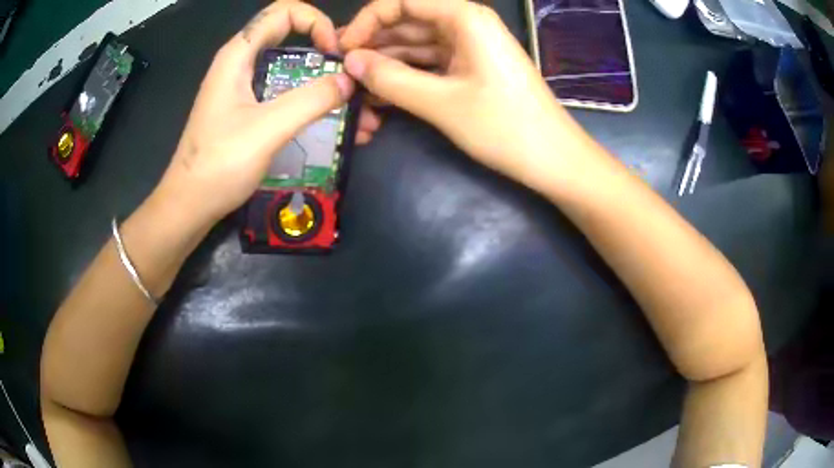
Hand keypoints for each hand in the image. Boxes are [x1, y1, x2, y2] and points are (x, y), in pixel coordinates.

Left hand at [153, 1, 359, 228]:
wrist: (189, 206)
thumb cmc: (219, 165)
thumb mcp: (268, 128)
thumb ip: (312, 99)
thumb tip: (350, 80)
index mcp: (238, 55)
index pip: (284, 11)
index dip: (316, 22)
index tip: (333, 53)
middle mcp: (241, 63)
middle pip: (292, 38)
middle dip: (328, 55)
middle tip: (354, 80)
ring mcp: (244, 88)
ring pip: (292, 69)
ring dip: (325, 85)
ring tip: (359, 114)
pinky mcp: (247, 110)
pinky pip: (285, 94)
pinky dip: (311, 104)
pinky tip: (337, 128)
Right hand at [339, 0, 596, 189]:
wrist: (554, 160)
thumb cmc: (505, 128)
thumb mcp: (441, 102)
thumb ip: (391, 79)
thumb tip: (350, 62)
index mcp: (464, 17)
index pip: (402, 1)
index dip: (367, 21)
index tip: (344, 50)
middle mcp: (466, 24)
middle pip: (407, 22)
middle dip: (373, 44)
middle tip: (343, 73)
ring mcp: (470, 47)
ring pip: (416, 45)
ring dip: (386, 64)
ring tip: (355, 88)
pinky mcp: (471, 69)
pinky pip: (430, 64)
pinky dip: (406, 77)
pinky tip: (380, 95)